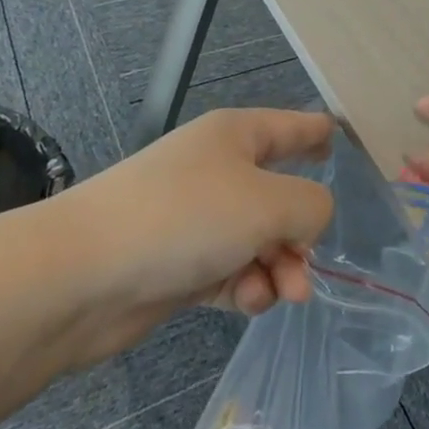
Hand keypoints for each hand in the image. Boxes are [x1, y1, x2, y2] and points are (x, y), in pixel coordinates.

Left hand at [60, 108, 335, 362]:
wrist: (84, 275)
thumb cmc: (186, 217)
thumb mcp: (267, 203)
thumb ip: (310, 206)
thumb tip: (311, 218)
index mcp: (237, 135)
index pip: (292, 126)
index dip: (320, 132)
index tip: (344, 142)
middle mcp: (218, 170)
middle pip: (279, 195)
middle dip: (299, 234)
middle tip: (305, 270)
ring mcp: (195, 218)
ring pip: (258, 240)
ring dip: (276, 267)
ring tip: (281, 295)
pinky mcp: (179, 263)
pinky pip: (230, 270)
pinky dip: (244, 287)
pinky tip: (245, 302)